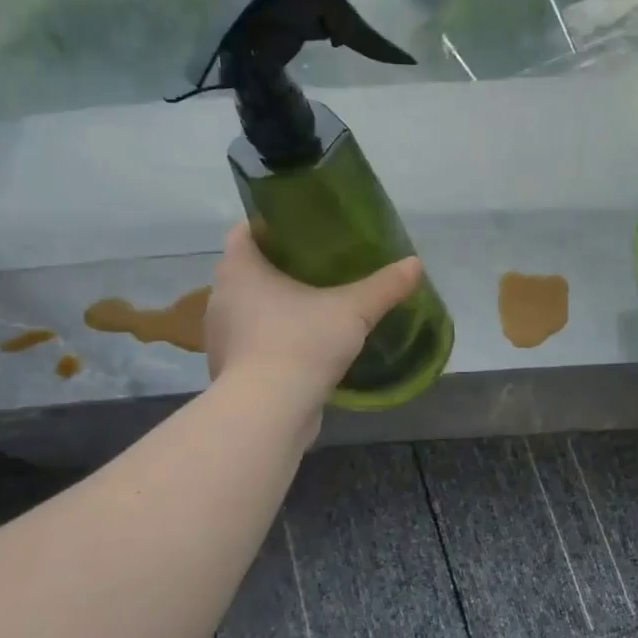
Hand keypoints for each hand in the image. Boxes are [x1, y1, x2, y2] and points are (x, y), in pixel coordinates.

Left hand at [205, 222, 423, 408]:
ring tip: (316, 306)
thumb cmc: (302, 343)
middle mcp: (221, 298)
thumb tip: (415, 264)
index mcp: (240, 270)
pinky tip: (304, 346)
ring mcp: (222, 337)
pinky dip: (274, 339)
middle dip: (280, 267)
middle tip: (320, 266)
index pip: (245, 231)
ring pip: (251, 309)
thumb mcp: (353, 310)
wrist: (268, 412)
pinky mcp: (231, 370)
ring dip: (277, 306)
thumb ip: (384, 286)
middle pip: (249, 271)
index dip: (270, 225)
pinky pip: (254, 342)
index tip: (303, 230)